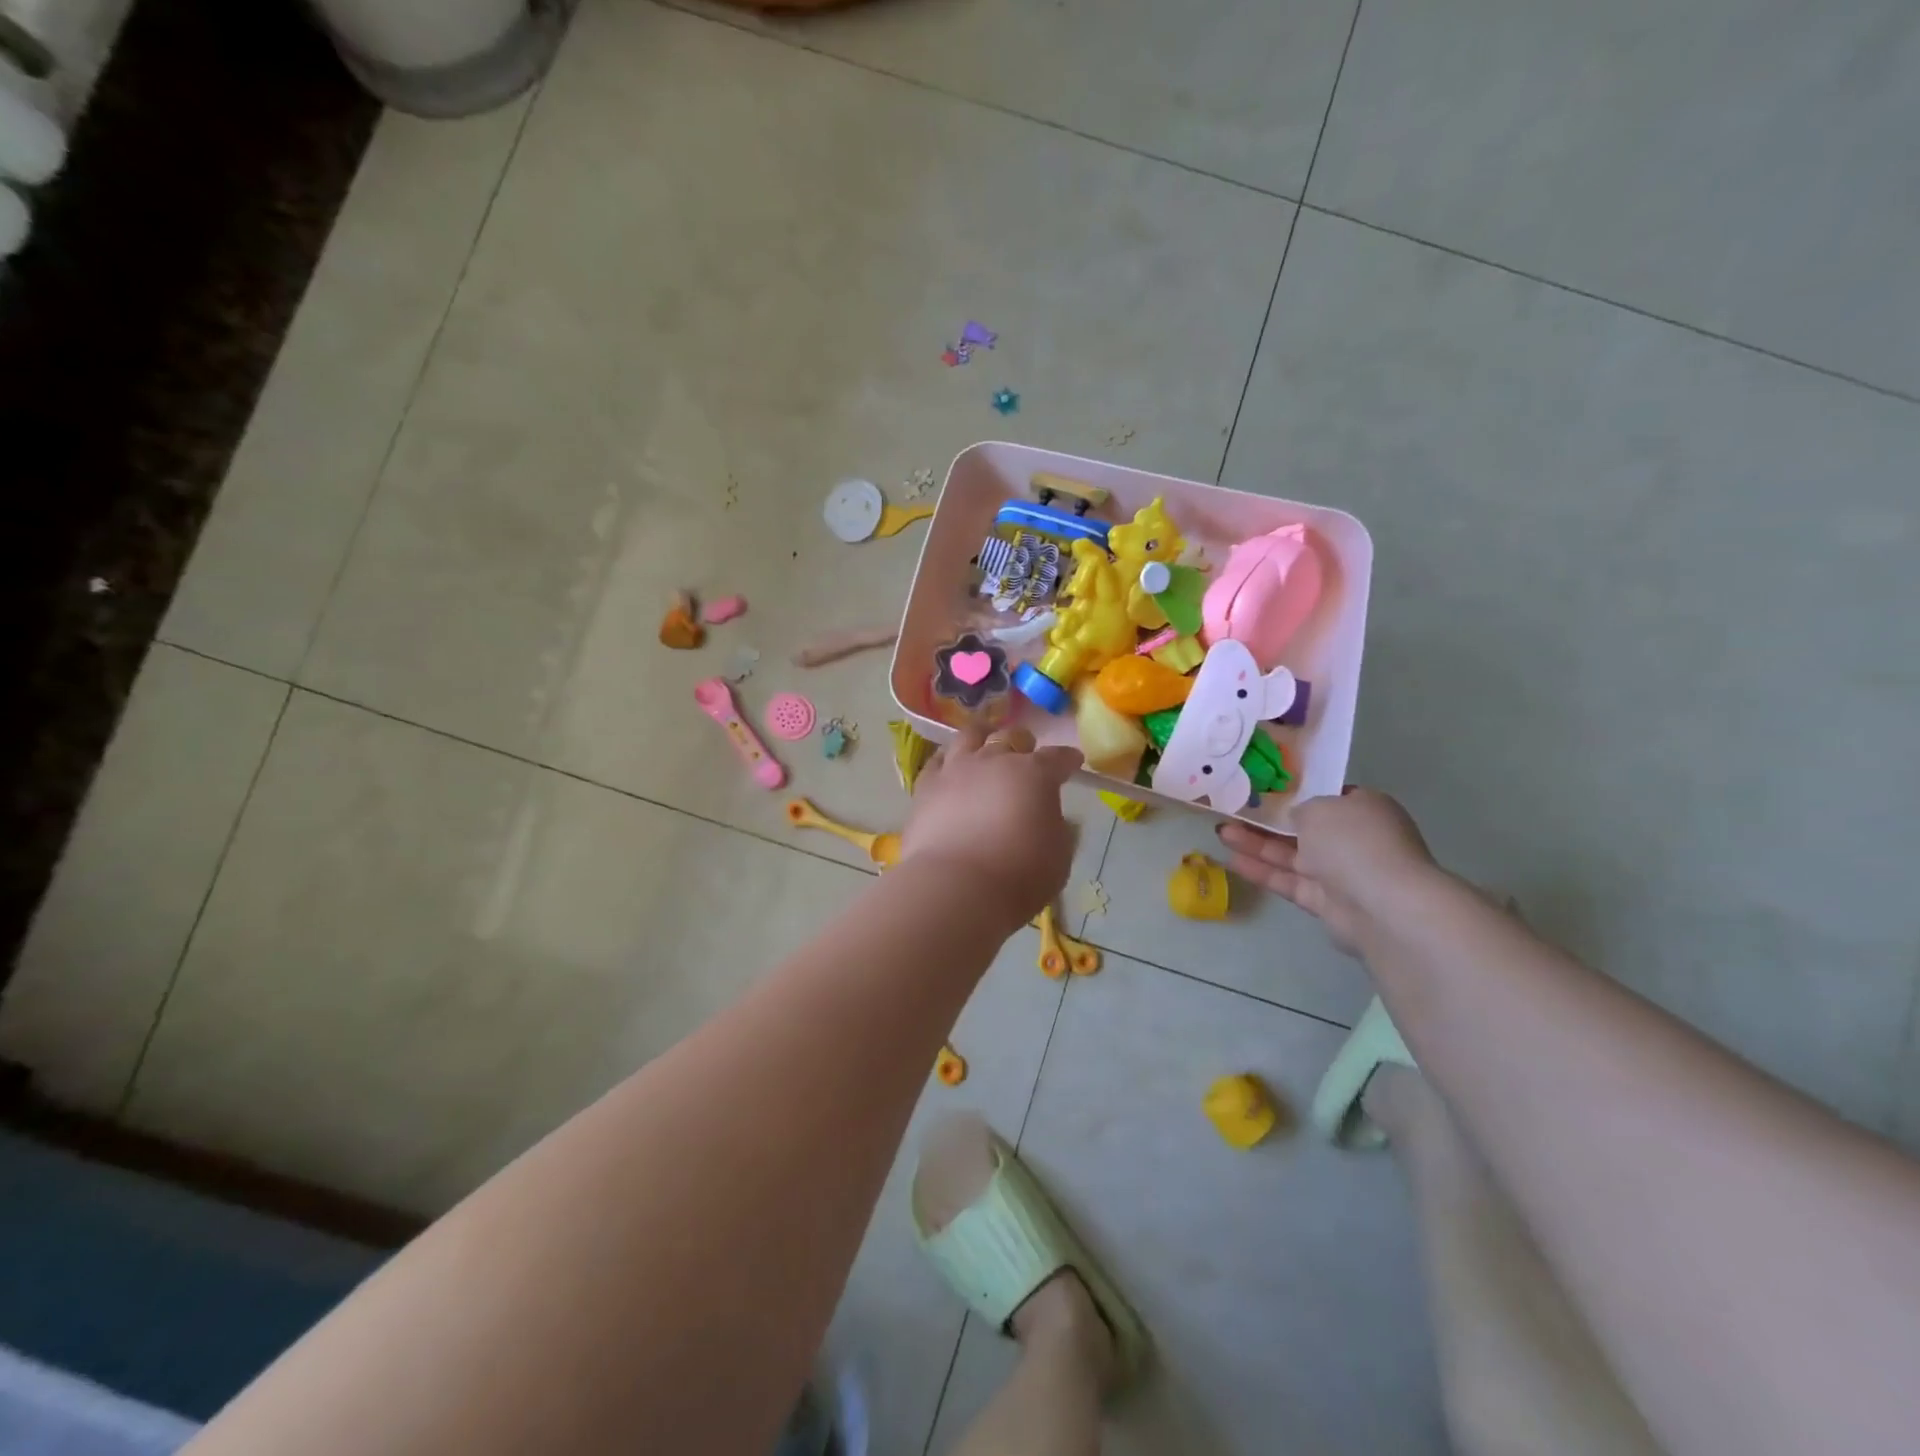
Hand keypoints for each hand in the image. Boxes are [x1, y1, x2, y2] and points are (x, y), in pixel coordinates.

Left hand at [903, 725, 1081, 928]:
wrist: (957, 887)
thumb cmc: (1020, 875)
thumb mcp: (1059, 855)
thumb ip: (1058, 829)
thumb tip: (1049, 816)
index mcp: (1034, 774)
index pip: (1057, 758)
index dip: (1067, 759)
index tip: (1073, 761)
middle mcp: (995, 760)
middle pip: (1012, 738)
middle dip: (1023, 743)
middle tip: (1026, 752)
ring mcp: (957, 769)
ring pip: (970, 736)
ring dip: (983, 736)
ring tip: (984, 740)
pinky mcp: (926, 787)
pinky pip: (936, 762)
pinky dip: (947, 760)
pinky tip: (948, 766)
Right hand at [1216, 788, 1437, 954]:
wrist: (1382, 905)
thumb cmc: (1354, 841)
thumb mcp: (1320, 808)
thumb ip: (1300, 809)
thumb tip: (1295, 818)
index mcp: (1364, 809)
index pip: (1327, 798)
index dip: (1294, 793)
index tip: (1262, 790)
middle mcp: (1355, 839)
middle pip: (1304, 828)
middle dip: (1266, 821)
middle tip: (1231, 811)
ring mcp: (1341, 873)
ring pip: (1291, 855)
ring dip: (1256, 844)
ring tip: (1220, 833)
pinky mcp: (1326, 902)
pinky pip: (1289, 881)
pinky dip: (1262, 871)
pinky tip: (1231, 860)